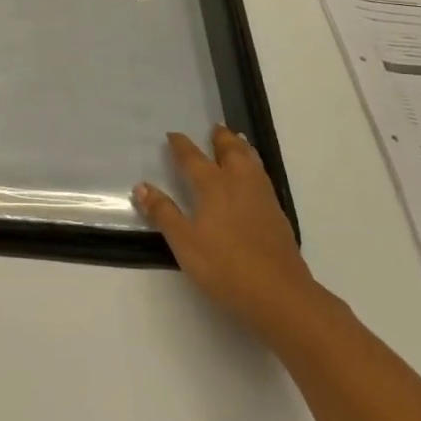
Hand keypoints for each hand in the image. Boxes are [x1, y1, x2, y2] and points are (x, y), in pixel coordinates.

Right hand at [135, 127, 315, 335]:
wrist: (278, 293)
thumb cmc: (224, 267)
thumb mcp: (184, 243)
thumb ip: (163, 213)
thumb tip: (142, 186)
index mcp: (214, 187)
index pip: (194, 159)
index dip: (182, 146)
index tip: (173, 135)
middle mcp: (240, 184)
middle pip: (231, 151)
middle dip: (221, 138)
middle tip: (215, 127)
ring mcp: (263, 198)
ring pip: (252, 161)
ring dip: (241, 147)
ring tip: (237, 141)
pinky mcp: (277, 214)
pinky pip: (263, 176)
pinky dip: (255, 165)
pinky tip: (254, 178)